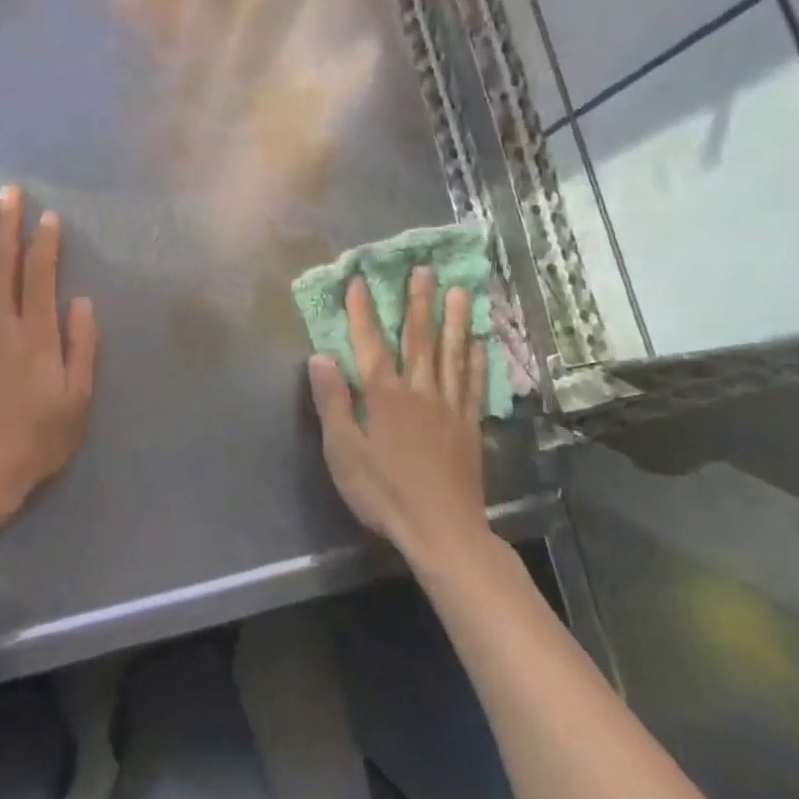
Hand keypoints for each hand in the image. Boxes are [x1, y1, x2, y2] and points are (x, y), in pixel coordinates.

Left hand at [0, 186, 96, 538]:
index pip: (39, 277)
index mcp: (35, 337)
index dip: (43, 243)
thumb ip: (81, 348)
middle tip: (8, 190)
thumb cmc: (34, 440)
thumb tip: (81, 301)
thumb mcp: (76, 401)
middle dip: (5, 224)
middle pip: (1, 264)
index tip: (47, 215)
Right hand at [307, 268, 488, 566]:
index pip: (370, 344)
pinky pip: (472, 384)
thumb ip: (333, 402)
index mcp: (384, 396)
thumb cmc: (383, 492)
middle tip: (424, 269)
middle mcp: (418, 392)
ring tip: (458, 291)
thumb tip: (320, 356)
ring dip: (453, 320)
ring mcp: (448, 407)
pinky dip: (475, 360)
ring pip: (450, 354)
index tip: (360, 280)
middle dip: (417, 302)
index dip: (363, 312)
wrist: (441, 530)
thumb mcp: (343, 452)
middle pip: (417, 339)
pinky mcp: (468, 426)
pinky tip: (479, 342)